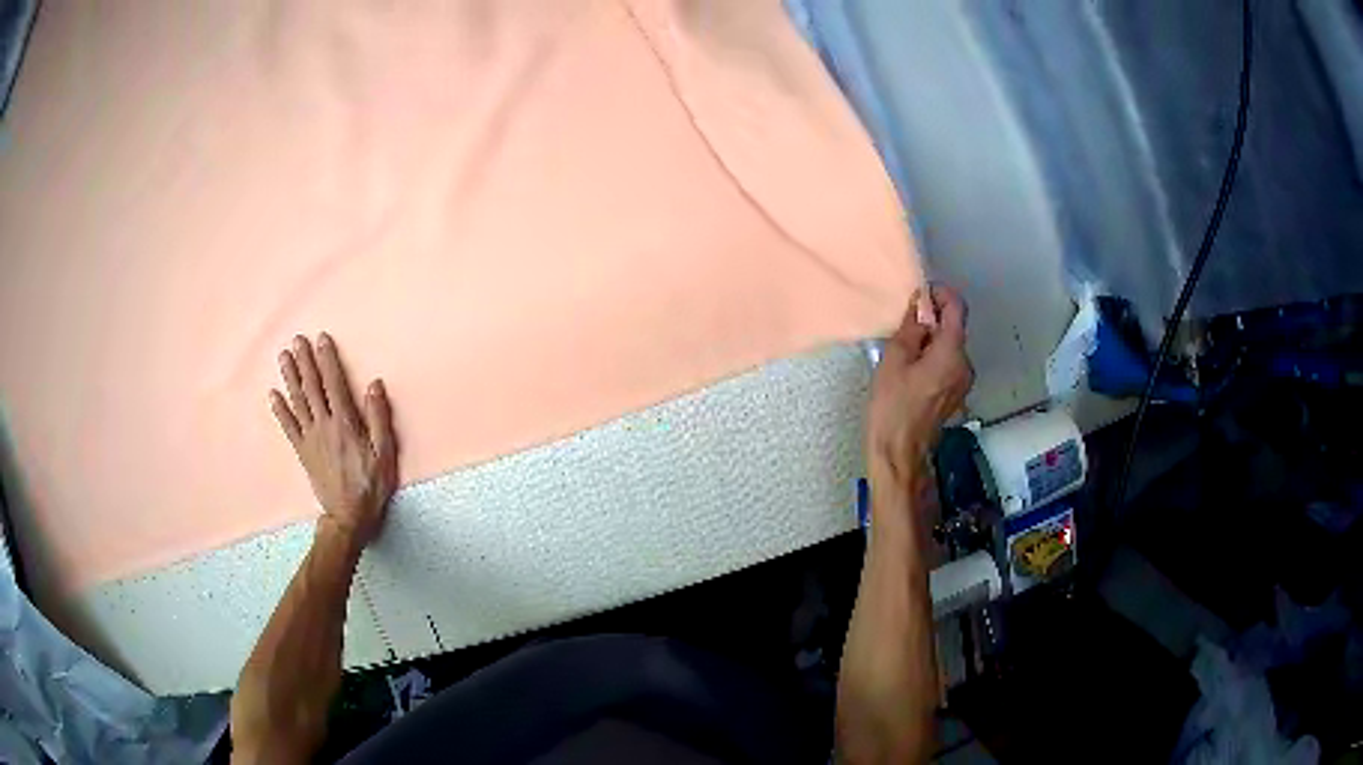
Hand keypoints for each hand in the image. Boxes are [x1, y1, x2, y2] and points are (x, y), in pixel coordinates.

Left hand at [269, 334, 398, 548]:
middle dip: (304, 362)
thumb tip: (374, 384)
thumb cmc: (371, 485)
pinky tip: (273, 395)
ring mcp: (310, 439)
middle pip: (312, 388)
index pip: (334, 384)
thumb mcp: (385, 453)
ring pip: (298, 402)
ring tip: (283, 357)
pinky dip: (280, 410)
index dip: (327, 360)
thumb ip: (379, 418)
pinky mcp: (303, 451)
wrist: (349, 516)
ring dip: (290, 378)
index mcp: (345, 423)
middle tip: (297, 340)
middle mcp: (324, 426)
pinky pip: (289, 427)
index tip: (321, 340)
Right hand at [867, 285, 972, 488]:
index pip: (957, 308)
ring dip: (932, 339)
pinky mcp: (956, 394)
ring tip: (904, 349)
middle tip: (905, 322)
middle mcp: (965, 364)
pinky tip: (912, 368)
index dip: (941, 294)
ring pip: (951, 347)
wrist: (899, 453)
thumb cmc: (893, 406)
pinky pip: (949, 364)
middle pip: (954, 329)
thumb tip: (919, 306)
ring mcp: (963, 382)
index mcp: (952, 353)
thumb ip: (911, 328)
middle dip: (933, 319)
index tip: (922, 292)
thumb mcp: (894, 360)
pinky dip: (934, 357)